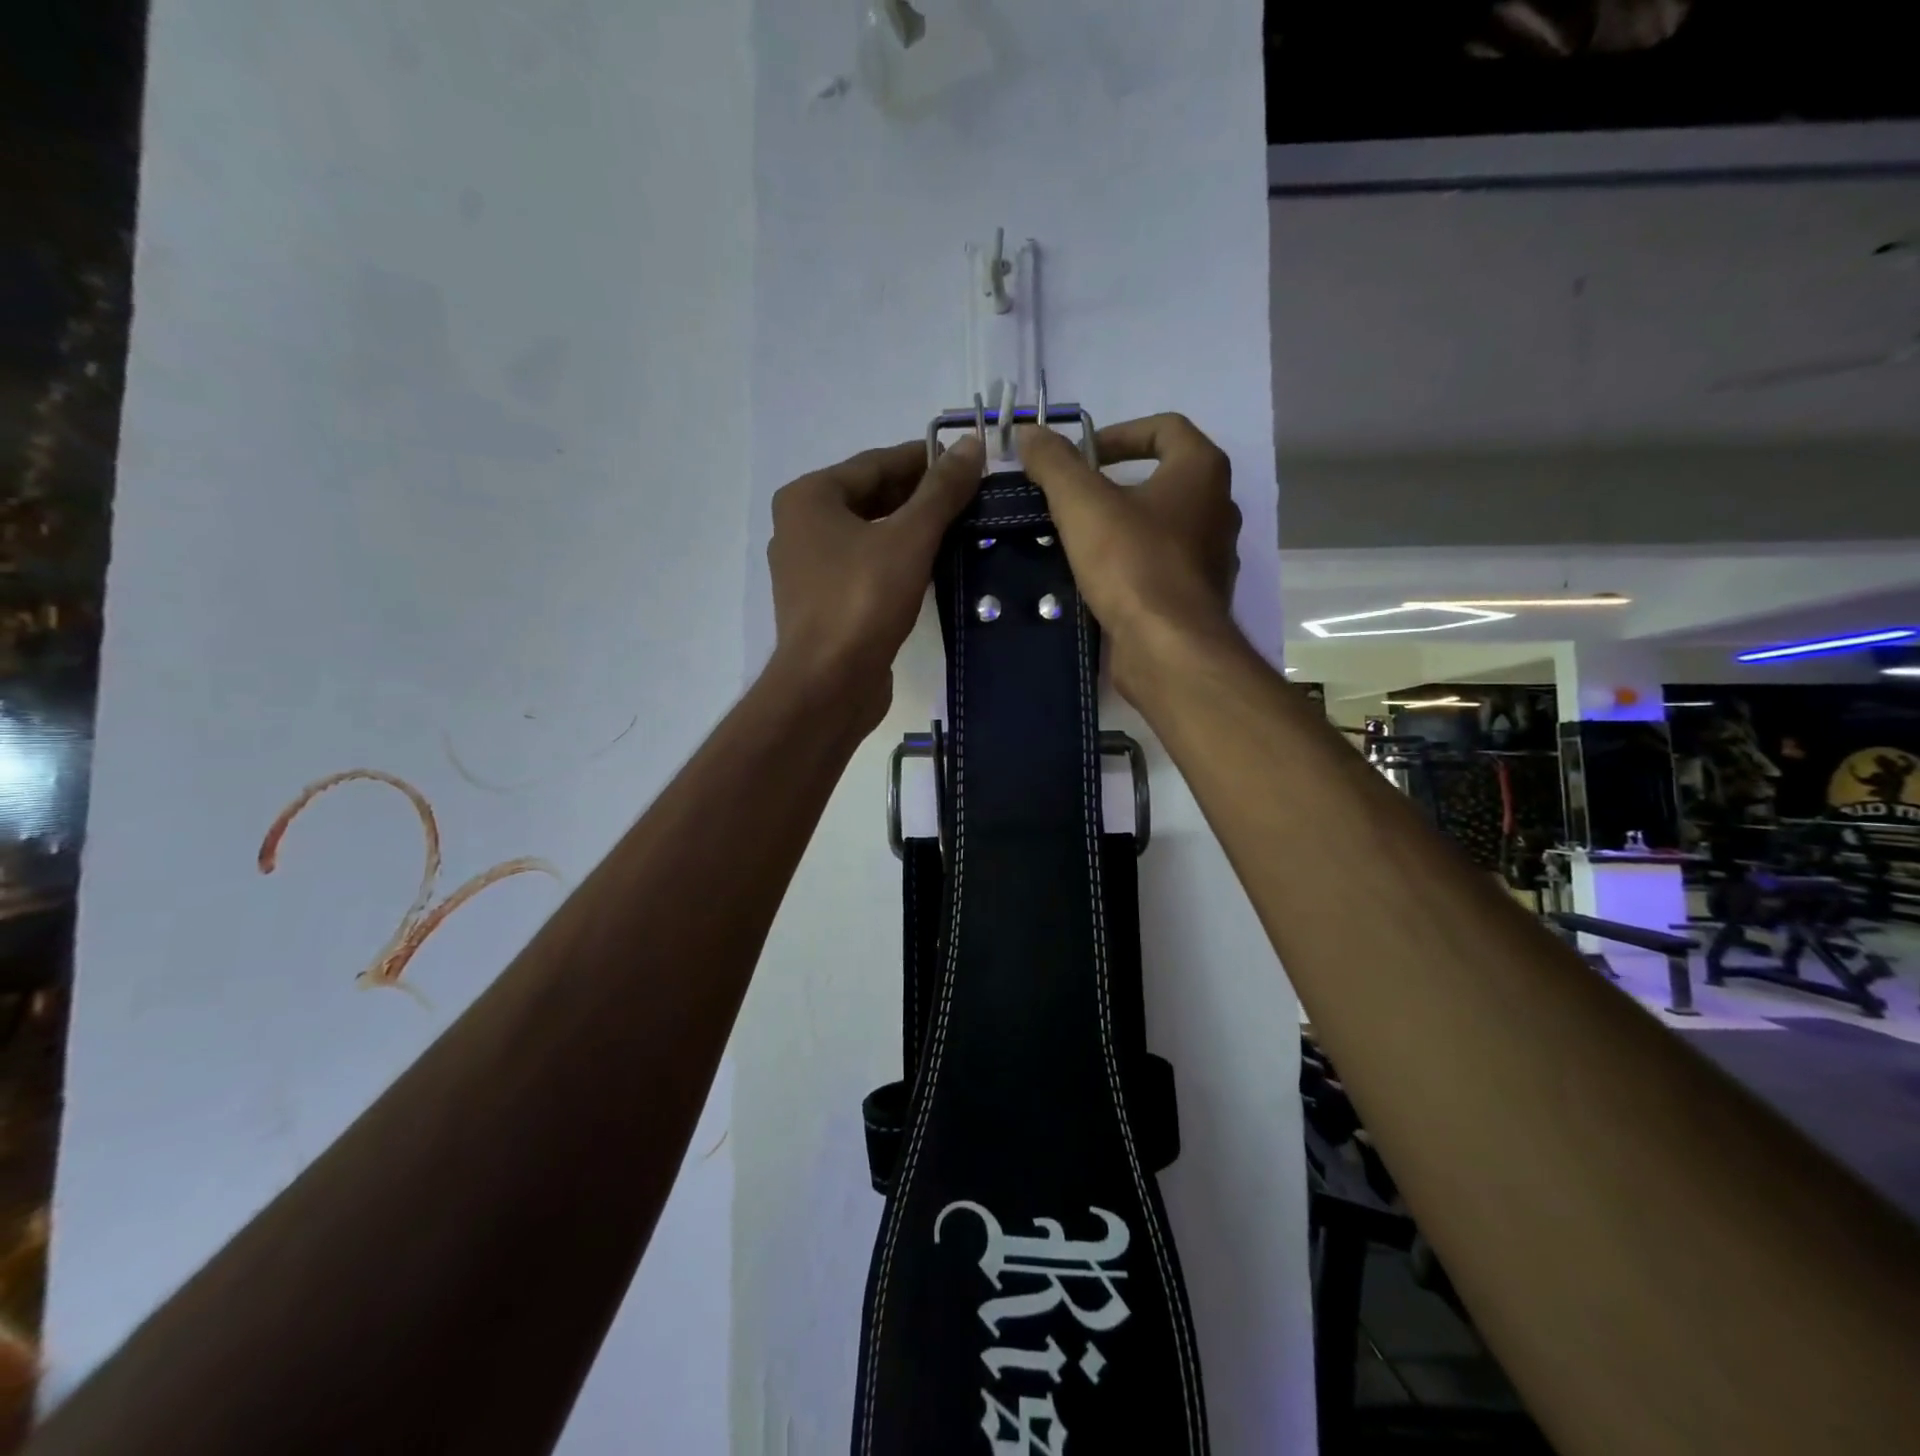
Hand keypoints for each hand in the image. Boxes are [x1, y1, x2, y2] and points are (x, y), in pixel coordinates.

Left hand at [767, 436, 983, 730]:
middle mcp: (800, 526)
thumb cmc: (862, 601)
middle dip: (920, 497)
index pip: (876, 463)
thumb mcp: (909, 538)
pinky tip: (933, 566)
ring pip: (869, 535)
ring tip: (961, 528)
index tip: (969, 462)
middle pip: (870, 497)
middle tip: (971, 497)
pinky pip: (865, 567)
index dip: (925, 459)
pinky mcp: (823, 604)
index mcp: (810, 498)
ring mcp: (808, 569)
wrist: (828, 685)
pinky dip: (897, 561)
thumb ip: (941, 491)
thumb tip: (971, 445)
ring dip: (911, 530)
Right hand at [1017, 415, 1241, 700]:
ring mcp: (1213, 557)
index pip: (1165, 428)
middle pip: (1164, 479)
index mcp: (1202, 471)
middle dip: (1117, 484)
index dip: (1119, 433)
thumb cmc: (1133, 564)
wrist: (1169, 649)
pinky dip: (1132, 566)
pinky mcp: (1198, 598)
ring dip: (1124, 527)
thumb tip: (1030, 432)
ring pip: (1163, 527)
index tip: (1081, 456)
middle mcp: (1218, 508)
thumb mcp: (1082, 504)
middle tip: (1073, 500)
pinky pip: (1161, 567)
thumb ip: (1055, 464)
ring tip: (1079, 541)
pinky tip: (1098, 581)